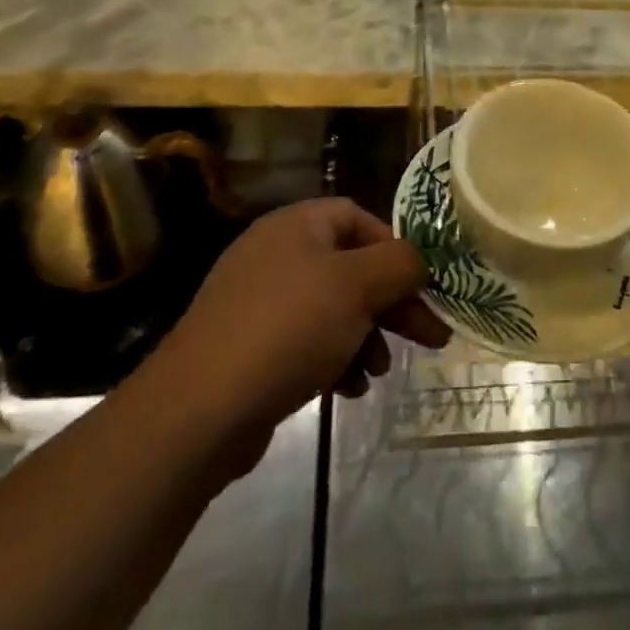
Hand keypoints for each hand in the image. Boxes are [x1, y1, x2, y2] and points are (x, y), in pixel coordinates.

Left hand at [164, 199, 449, 451]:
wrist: (199, 411)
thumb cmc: (288, 330)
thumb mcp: (357, 286)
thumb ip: (400, 263)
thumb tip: (419, 262)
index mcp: (296, 225)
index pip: (359, 218)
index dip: (395, 248)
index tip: (422, 285)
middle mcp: (275, 254)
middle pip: (351, 267)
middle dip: (391, 303)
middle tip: (430, 336)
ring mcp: (258, 302)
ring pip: (333, 308)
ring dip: (367, 336)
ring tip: (379, 371)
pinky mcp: (250, 347)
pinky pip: (307, 341)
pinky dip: (335, 359)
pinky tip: (348, 390)